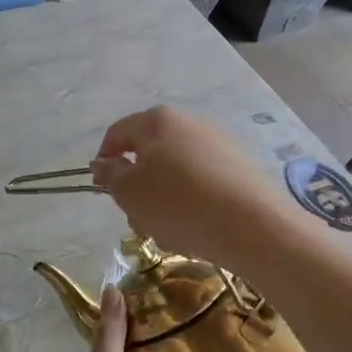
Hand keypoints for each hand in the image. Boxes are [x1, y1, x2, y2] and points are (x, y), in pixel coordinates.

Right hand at [89, 106, 300, 271]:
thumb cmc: (177, 204)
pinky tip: (195, 228)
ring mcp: (219, 143)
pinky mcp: (240, 167)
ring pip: (176, 171)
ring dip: (163, 198)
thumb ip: (110, 174)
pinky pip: (202, 183)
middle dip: (137, 185)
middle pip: (150, 152)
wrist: (251, 225)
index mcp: (158, 121)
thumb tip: (105, 163)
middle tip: (136, 217)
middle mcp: (190, 123)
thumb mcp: (129, 192)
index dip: (104, 159)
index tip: (100, 188)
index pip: (118, 133)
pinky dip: (191, 202)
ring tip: (167, 230)